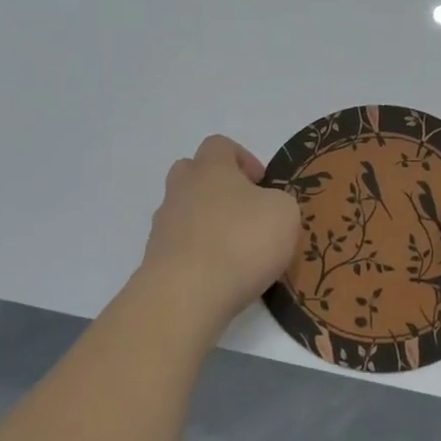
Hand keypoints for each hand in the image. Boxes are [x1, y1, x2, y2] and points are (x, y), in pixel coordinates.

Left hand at [141, 136, 300, 323]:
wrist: (186, 295)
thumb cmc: (241, 241)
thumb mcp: (284, 213)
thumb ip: (278, 202)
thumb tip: (266, 208)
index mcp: (211, 168)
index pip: (219, 145)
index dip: (242, 158)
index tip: (261, 183)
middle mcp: (181, 190)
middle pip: (192, 173)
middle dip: (217, 187)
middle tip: (244, 211)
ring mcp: (163, 226)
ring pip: (184, 212)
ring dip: (207, 224)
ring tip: (236, 252)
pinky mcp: (155, 260)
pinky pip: (180, 247)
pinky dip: (198, 256)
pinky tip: (220, 278)